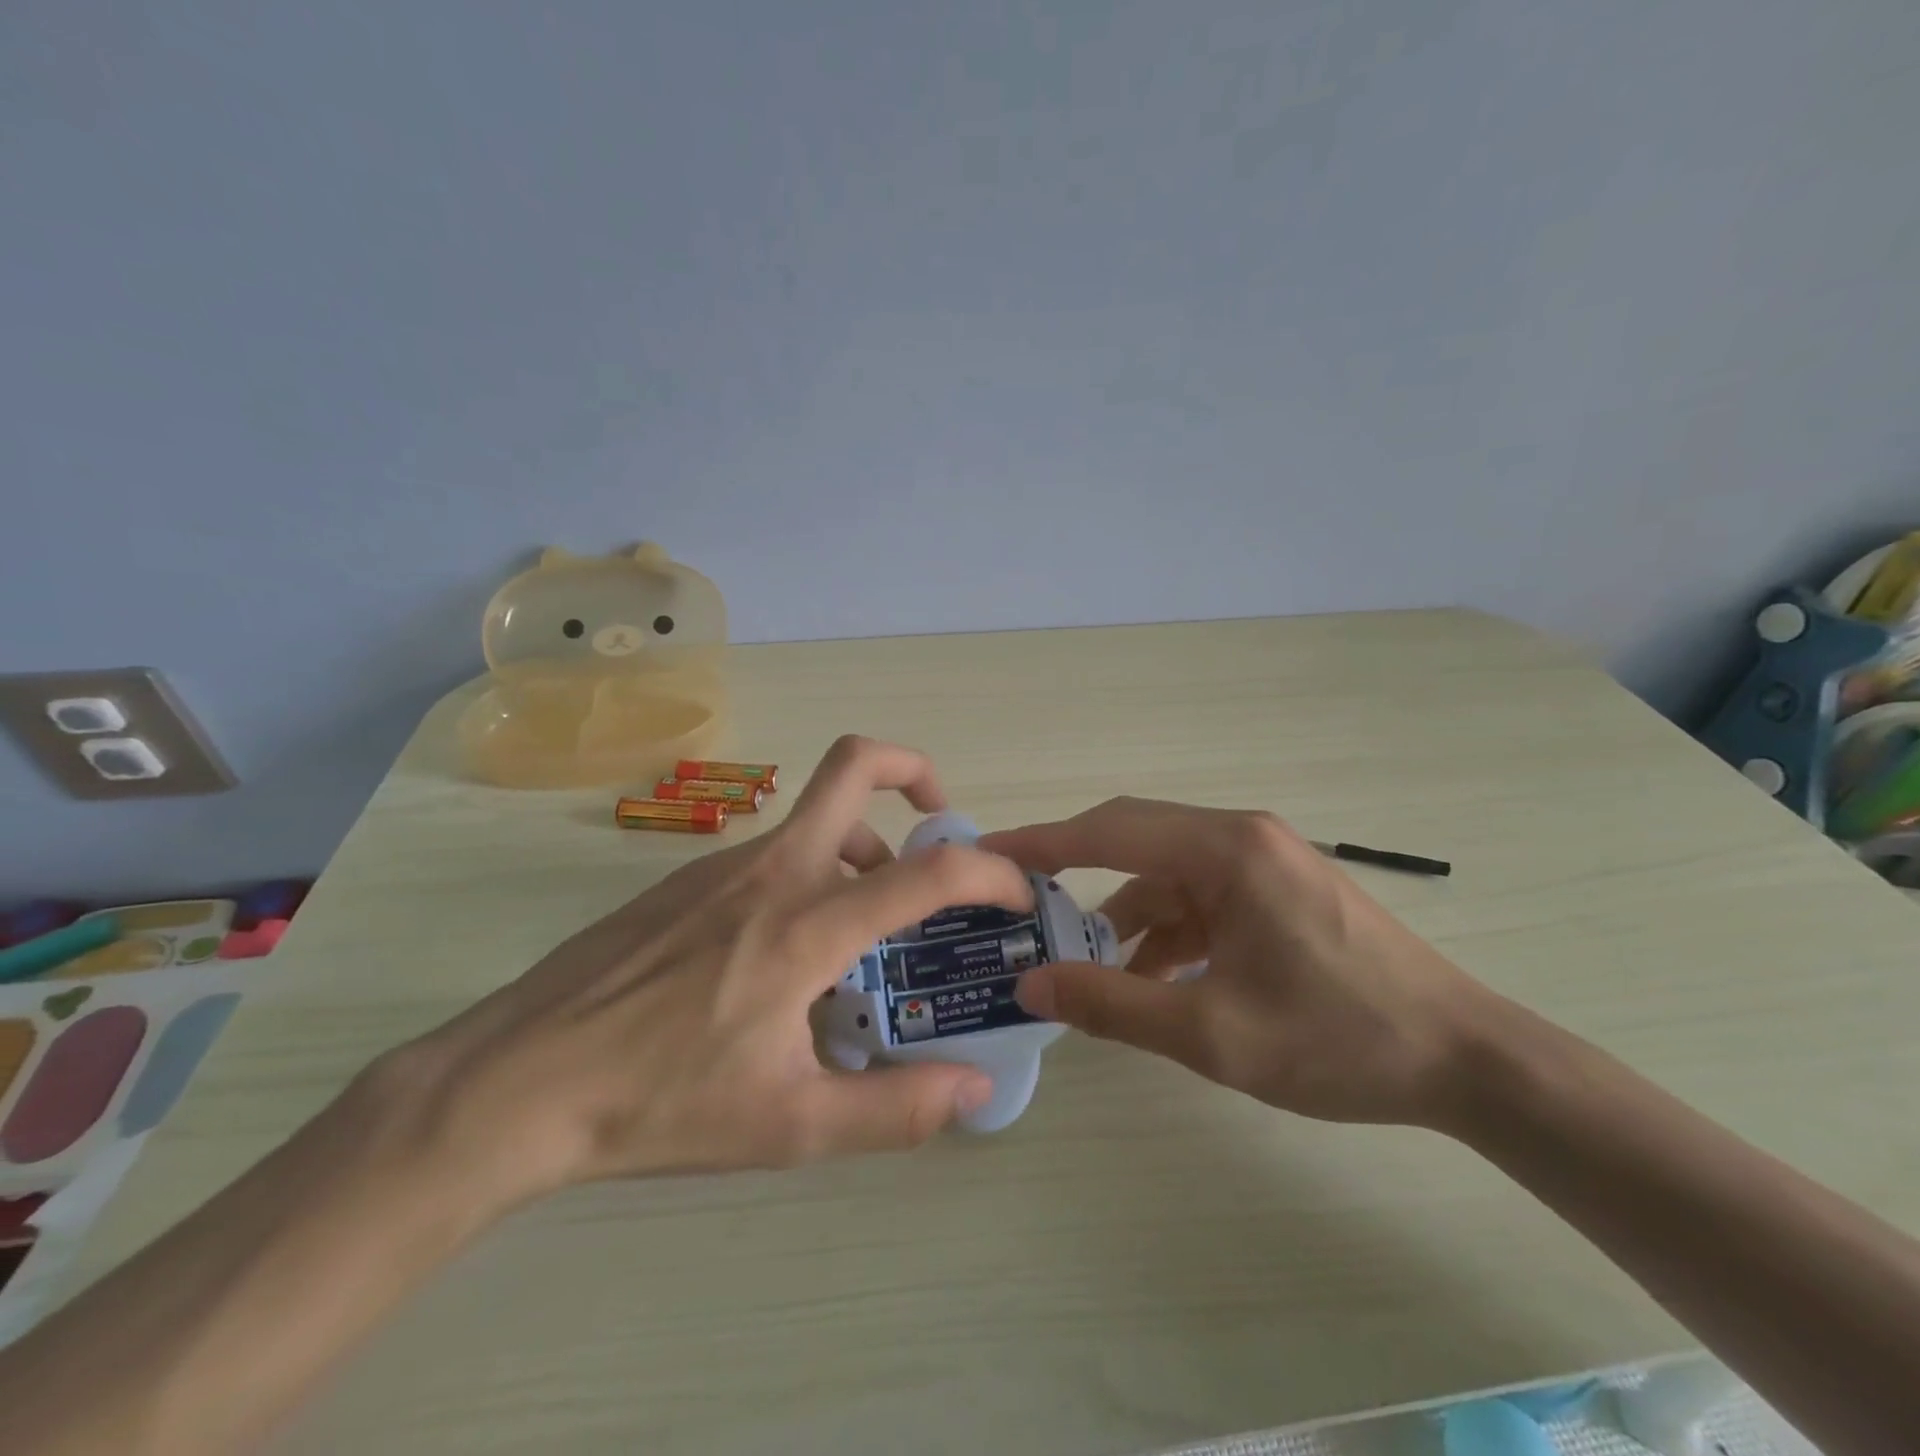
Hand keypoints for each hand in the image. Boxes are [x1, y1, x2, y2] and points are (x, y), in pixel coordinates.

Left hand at [371, 736, 1031, 1209]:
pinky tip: (788, 952)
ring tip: (867, 925)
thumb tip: (975, 1090)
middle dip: (914, 769)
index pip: (927, 870)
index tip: (1016, 891)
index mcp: (807, 924)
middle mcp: (772, 870)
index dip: (989, 870)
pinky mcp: (688, 878)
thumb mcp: (790, 1125)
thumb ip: (895, 1109)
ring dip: (862, 846)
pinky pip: (774, 853)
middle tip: (940, 818)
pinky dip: (812, 873)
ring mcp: (724, 866)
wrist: (516, 1081)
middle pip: (853, 763)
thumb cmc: (658, 1102)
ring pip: (814, 817)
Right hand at [979, 799, 1495, 1127]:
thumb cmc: (1339, 1039)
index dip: (1043, 842)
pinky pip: (1199, 898)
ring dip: (1125, 916)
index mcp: (1226, 849)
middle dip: (1075, 872)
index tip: (989, 853)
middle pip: (1134, 839)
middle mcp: (1240, 837)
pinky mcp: (1275, 890)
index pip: (1110, 830)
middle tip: (1021, 903)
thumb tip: (1031, 984)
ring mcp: (1261, 861)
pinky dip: (1166, 932)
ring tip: (1087, 967)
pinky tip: (1153, 981)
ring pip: (1166, 875)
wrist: (1468, 1060)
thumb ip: (1114, 1005)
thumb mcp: (1213, 1032)